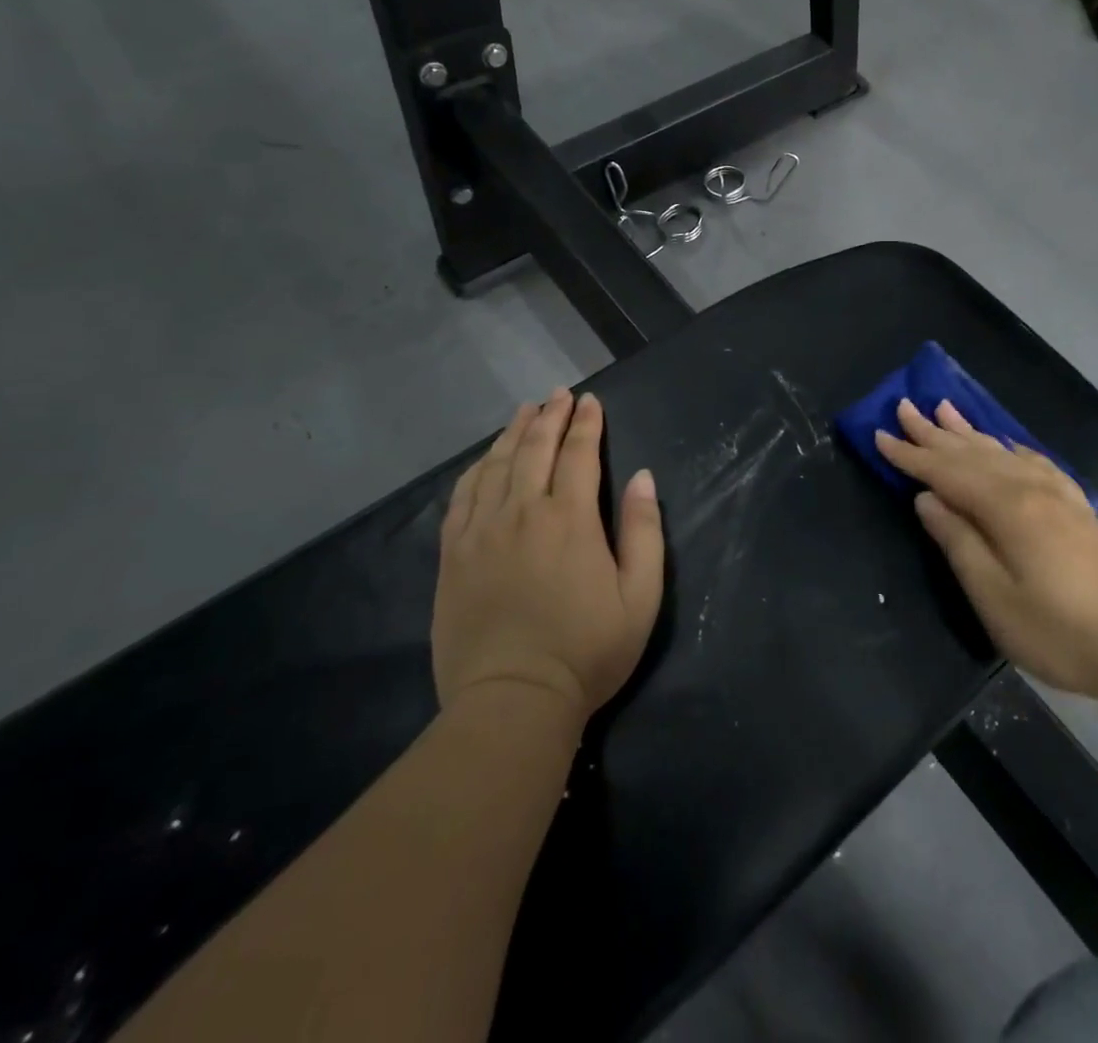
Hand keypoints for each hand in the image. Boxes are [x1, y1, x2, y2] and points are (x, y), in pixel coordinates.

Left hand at [434, 390, 664, 719]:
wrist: (513, 702)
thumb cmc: (587, 651)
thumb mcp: (641, 596)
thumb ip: (644, 531)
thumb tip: (642, 477)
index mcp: (569, 519)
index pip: (578, 454)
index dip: (586, 424)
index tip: (591, 400)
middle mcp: (522, 513)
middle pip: (535, 450)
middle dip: (550, 417)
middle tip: (558, 394)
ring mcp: (481, 532)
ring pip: (496, 465)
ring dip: (513, 433)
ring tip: (525, 411)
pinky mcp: (454, 555)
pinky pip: (462, 497)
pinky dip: (476, 469)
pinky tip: (485, 460)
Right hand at [874, 398, 1097, 700]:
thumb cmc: (1059, 631)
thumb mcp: (994, 597)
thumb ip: (959, 542)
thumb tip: (928, 499)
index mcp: (1006, 507)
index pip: (946, 472)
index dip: (910, 455)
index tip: (880, 434)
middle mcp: (1031, 488)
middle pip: (972, 453)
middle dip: (934, 432)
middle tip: (904, 405)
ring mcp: (1059, 495)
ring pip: (1002, 451)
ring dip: (969, 431)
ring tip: (945, 408)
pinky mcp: (1078, 508)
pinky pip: (1035, 462)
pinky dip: (1012, 447)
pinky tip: (1007, 444)